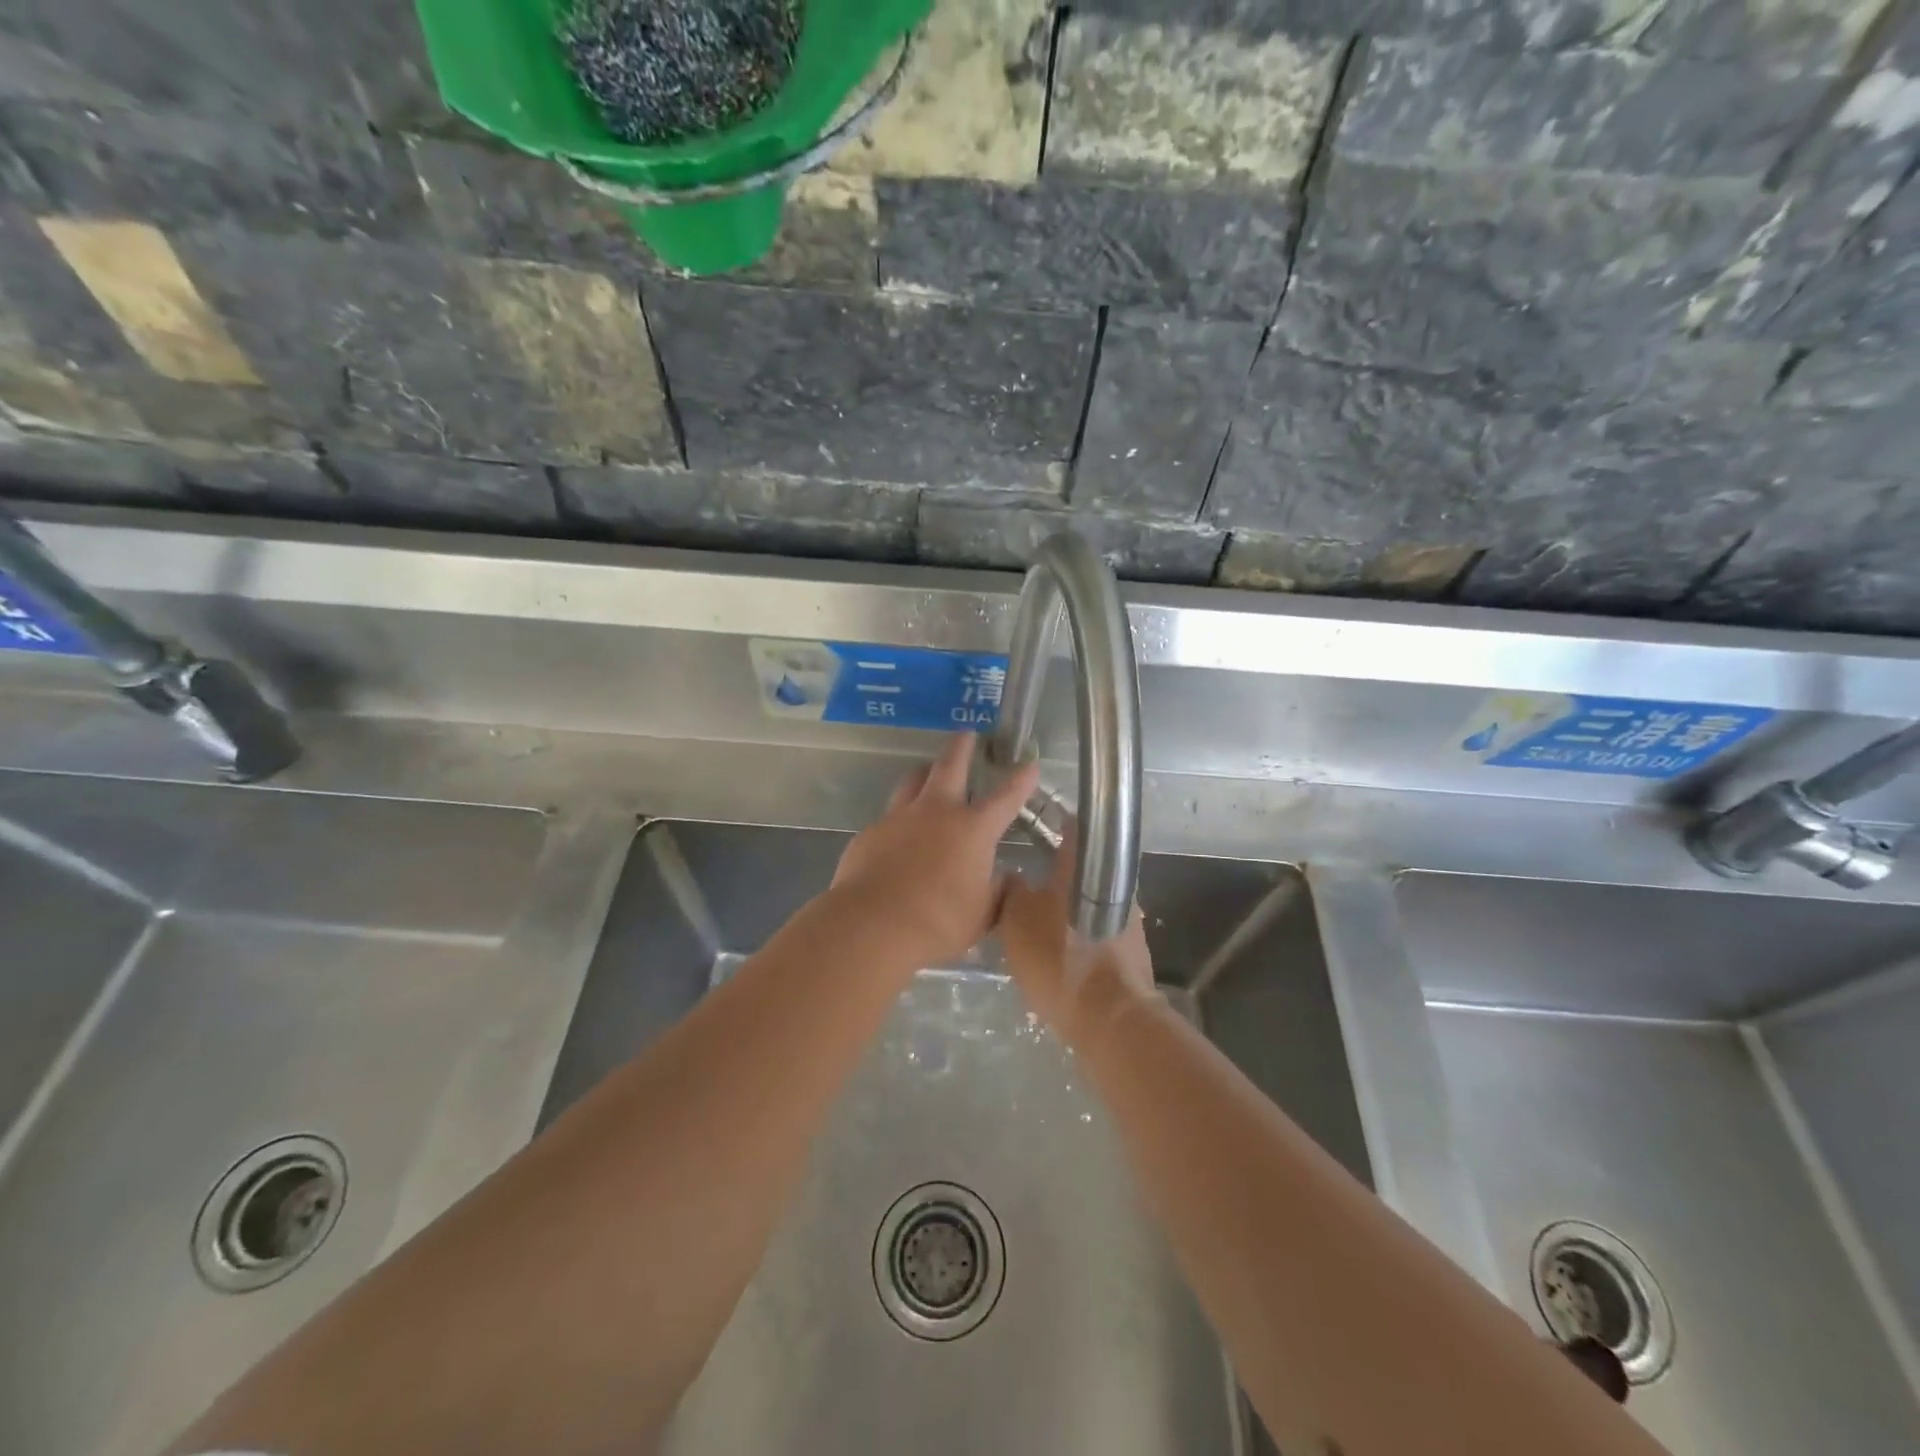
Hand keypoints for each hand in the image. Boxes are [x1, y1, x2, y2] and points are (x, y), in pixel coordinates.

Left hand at [832, 734, 1038, 965]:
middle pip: (950, 766)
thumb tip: (1005, 880)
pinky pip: (889, 817)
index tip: (1029, 763)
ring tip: (928, 773)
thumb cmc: (938, 922)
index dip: (1021, 779)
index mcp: (972, 829)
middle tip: (966, 733)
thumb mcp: (981, 915)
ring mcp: (899, 818)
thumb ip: (996, 893)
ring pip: (913, 781)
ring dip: (924, 773)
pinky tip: (898, 837)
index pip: (1005, 797)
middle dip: (962, 747)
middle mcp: (936, 812)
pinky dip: (899, 820)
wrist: (872, 925)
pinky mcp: (870, 833)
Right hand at [997, 825, 1156, 1049]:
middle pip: (1083, 865)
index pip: (1072, 825)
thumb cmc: (1058, 957)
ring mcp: (1128, 915)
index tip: (1034, 827)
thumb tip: (1013, 876)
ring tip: (1039, 920)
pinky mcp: (1132, 947)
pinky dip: (1081, 932)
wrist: (1110, 1017)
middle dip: (1058, 871)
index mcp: (1085, 864)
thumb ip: (1011, 891)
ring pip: (1090, 898)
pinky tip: (1060, 948)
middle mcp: (1114, 881)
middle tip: (1028, 881)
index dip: (1053, 823)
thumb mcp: (1016, 921)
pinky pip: (1099, 927)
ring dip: (1069, 905)